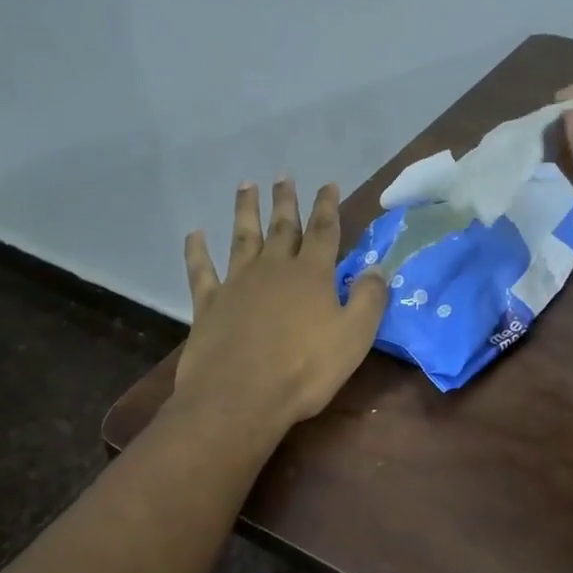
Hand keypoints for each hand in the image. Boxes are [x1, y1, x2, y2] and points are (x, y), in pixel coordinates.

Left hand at [176, 179, 388, 429]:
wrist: (241, 396)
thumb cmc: (305, 369)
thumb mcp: (354, 336)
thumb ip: (368, 298)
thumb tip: (378, 267)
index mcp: (311, 275)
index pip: (324, 231)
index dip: (327, 206)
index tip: (328, 183)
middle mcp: (274, 269)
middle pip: (282, 227)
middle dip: (286, 201)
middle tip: (284, 176)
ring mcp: (238, 283)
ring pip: (242, 238)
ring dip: (245, 211)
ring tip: (246, 186)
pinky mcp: (209, 304)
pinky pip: (202, 270)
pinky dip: (197, 251)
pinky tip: (194, 234)